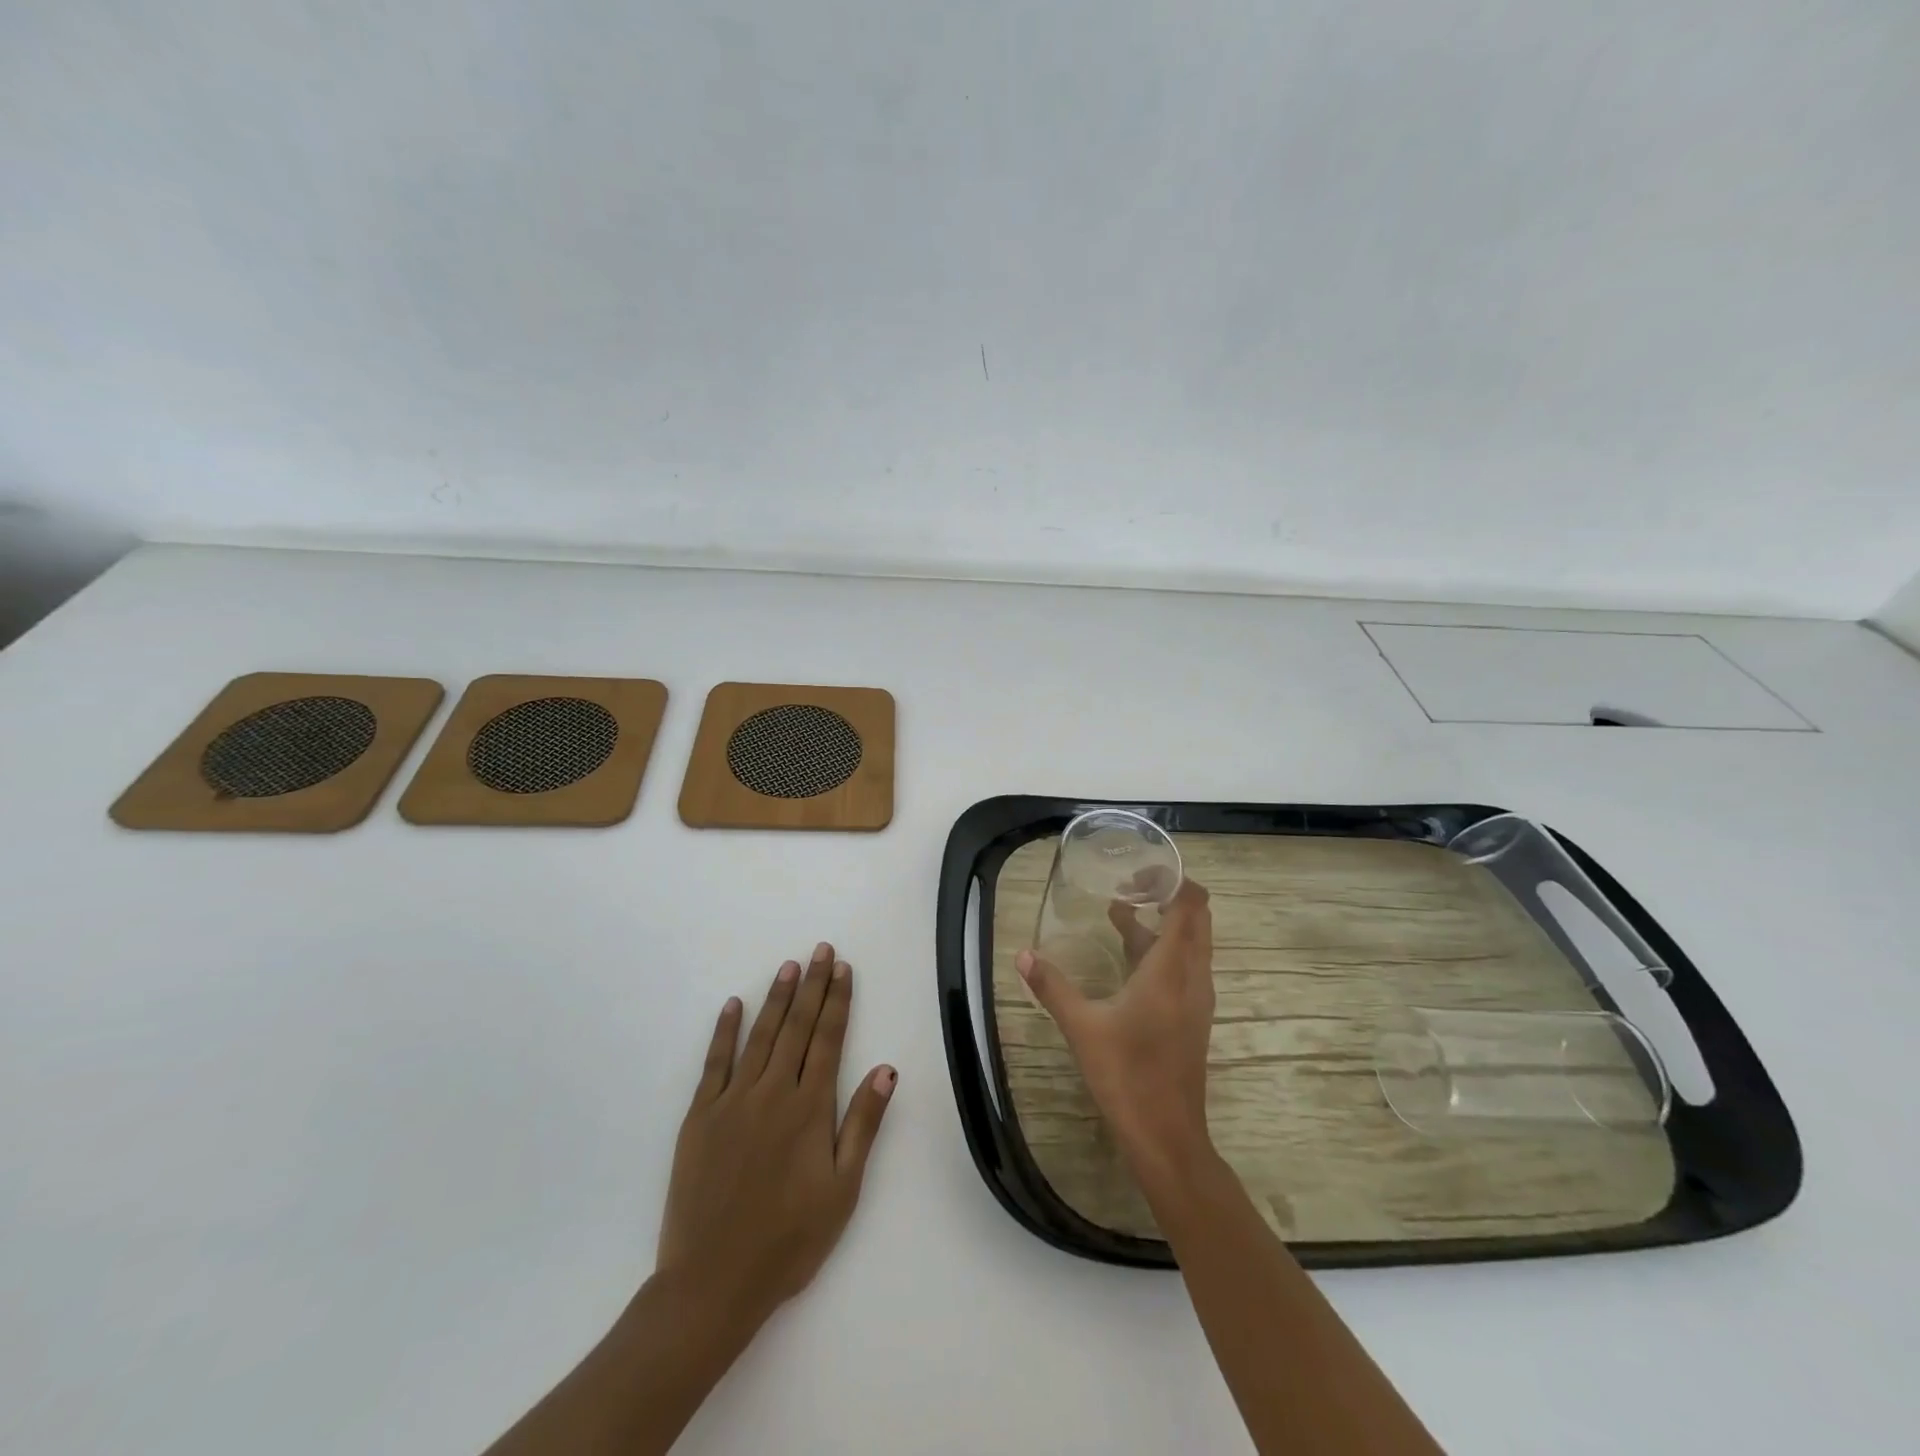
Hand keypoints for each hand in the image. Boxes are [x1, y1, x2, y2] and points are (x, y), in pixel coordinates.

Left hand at [657, 943, 896, 1334]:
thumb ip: (863, 1124)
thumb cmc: (788, 1240)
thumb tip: (886, 1068)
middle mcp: (773, 1092)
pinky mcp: (699, 1116)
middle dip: (812, 986)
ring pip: (760, 1036)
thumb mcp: (842, 1189)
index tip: (843, 968)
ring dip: (777, 998)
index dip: (838, 1000)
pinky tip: (734, 1005)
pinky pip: (714, 1062)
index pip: (829, 1039)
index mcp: (809, 1108)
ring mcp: (733, 1101)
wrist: (712, 1282)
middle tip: (820, 950)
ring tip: (789, 967)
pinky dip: (725, 1031)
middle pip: (797, 1027)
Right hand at [1017, 879, 1214, 1181]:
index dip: (1174, 880)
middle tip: (1130, 884)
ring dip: (1162, 923)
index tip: (1140, 870)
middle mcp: (1192, 976)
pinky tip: (1128, 958)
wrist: (1167, 1136)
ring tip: (1120, 911)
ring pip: (1190, 944)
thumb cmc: (1126, 1074)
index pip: (1190, 906)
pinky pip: (1184, 966)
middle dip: (1168, 895)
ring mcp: (1196, 999)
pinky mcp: (1192, 1017)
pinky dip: (1162, 949)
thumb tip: (1022, 954)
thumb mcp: (1082, 1027)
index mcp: (1171, 969)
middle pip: (1197, 919)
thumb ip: (1052, 986)